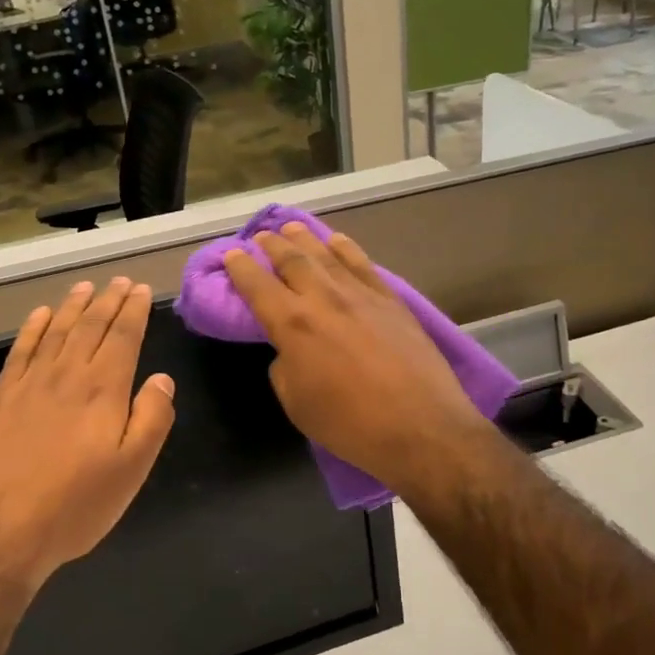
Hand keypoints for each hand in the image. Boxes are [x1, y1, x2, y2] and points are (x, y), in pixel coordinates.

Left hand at [0, 278, 175, 585]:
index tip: (139, 289)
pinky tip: (41, 316)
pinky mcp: (1, 399)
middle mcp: (66, 375)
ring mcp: (29, 385)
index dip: (133, 311)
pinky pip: (21, 351)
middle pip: (91, 327)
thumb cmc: (75, 505)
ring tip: (85, 288)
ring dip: (73, 307)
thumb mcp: (132, 469)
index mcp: (103, 390)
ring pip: (56, 332)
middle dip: (108, 301)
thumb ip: (152, 419)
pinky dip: (33, 329)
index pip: (122, 337)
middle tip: (119, 281)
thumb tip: (162, 380)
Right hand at [223, 223, 491, 494]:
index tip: (232, 255)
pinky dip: (346, 248)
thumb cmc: (351, 425)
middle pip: (292, 260)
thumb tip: (289, 349)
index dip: (242, 268)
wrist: (421, 426)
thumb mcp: (298, 404)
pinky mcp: (391, 300)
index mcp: (293, 325)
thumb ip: (285, 367)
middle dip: (272, 246)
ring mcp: (361, 295)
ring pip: (327, 255)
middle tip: (260, 237)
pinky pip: (362, 264)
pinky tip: (337, 241)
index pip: (258, 286)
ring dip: (305, 238)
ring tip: (291, 227)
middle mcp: (324, 299)